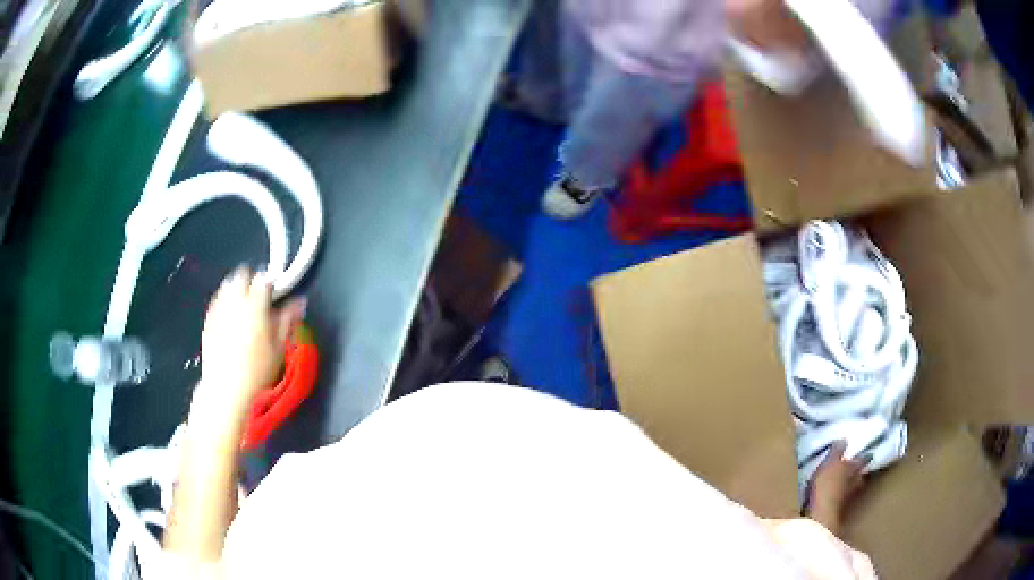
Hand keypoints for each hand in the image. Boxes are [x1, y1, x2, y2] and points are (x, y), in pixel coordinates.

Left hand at [197, 267, 304, 416]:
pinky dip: (225, 303)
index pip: (264, 279)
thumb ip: (289, 320)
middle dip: (251, 281)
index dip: (272, 284)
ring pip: (227, 286)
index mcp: (255, 304)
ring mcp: (218, 310)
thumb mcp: (280, 348)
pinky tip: (231, 318)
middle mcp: (234, 302)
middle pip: (242, 275)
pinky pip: (216, 302)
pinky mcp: (208, 321)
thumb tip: (299, 303)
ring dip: (237, 289)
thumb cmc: (256, 373)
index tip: (276, 293)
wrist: (227, 391)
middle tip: (259, 296)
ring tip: (245, 305)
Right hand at [806, 441, 868, 533]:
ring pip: (854, 488)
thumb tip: (844, 438)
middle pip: (860, 475)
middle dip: (860, 472)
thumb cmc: (826, 485)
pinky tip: (837, 498)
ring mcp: (848, 498)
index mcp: (854, 468)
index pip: (864, 459)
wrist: (821, 516)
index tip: (870, 453)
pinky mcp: (839, 511)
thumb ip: (836, 451)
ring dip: (852, 486)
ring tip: (848, 484)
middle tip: (859, 469)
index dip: (866, 456)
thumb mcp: (829, 463)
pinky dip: (842, 498)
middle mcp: (856, 482)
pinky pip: (843, 500)